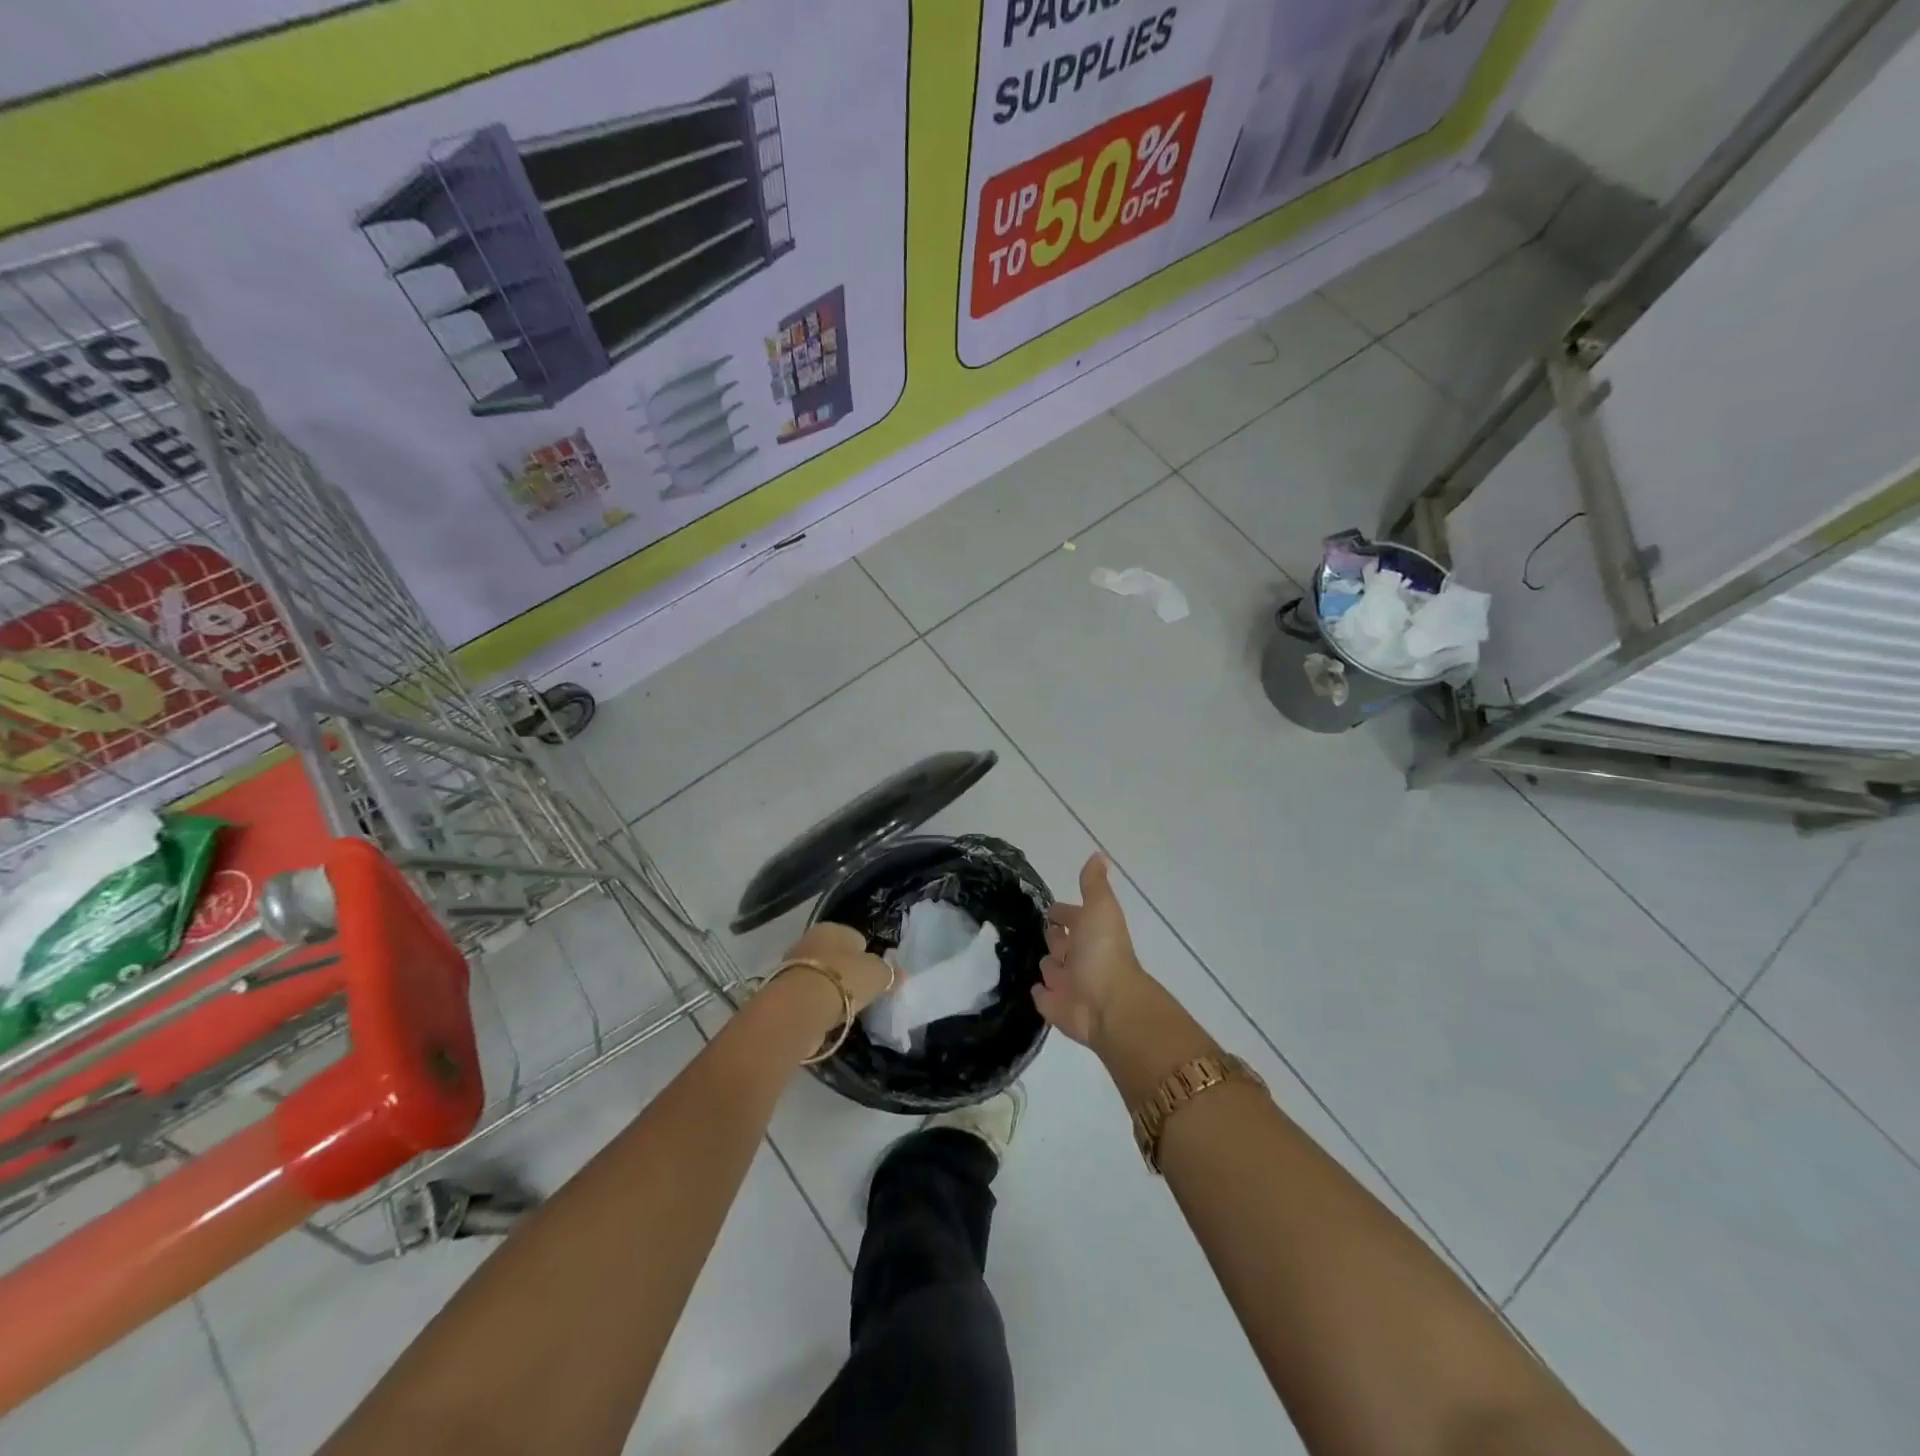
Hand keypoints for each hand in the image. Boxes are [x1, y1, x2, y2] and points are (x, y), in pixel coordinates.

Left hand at [778, 922, 894, 1013]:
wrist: (801, 1007)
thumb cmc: (845, 979)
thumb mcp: (878, 974)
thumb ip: (890, 973)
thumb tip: (900, 974)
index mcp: (833, 928)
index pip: (855, 938)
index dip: (867, 956)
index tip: (874, 976)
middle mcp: (809, 940)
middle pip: (836, 956)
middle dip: (846, 972)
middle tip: (860, 992)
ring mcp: (792, 965)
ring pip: (820, 976)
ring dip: (831, 989)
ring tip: (845, 1008)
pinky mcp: (783, 992)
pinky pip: (809, 996)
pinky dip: (817, 1005)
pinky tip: (827, 1017)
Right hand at [1035, 854, 1147, 1046]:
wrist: (1108, 1005)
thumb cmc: (1103, 952)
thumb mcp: (1100, 909)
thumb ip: (1094, 884)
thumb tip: (1099, 853)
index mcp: (1089, 932)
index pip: (1071, 917)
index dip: (1062, 912)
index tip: (1048, 909)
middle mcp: (1079, 956)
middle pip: (1060, 942)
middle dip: (1052, 936)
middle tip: (1032, 930)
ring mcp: (1067, 983)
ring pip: (1050, 968)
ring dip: (1044, 963)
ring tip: (1025, 955)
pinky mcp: (1054, 1006)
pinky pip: (1042, 996)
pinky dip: (1038, 990)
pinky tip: (1028, 984)